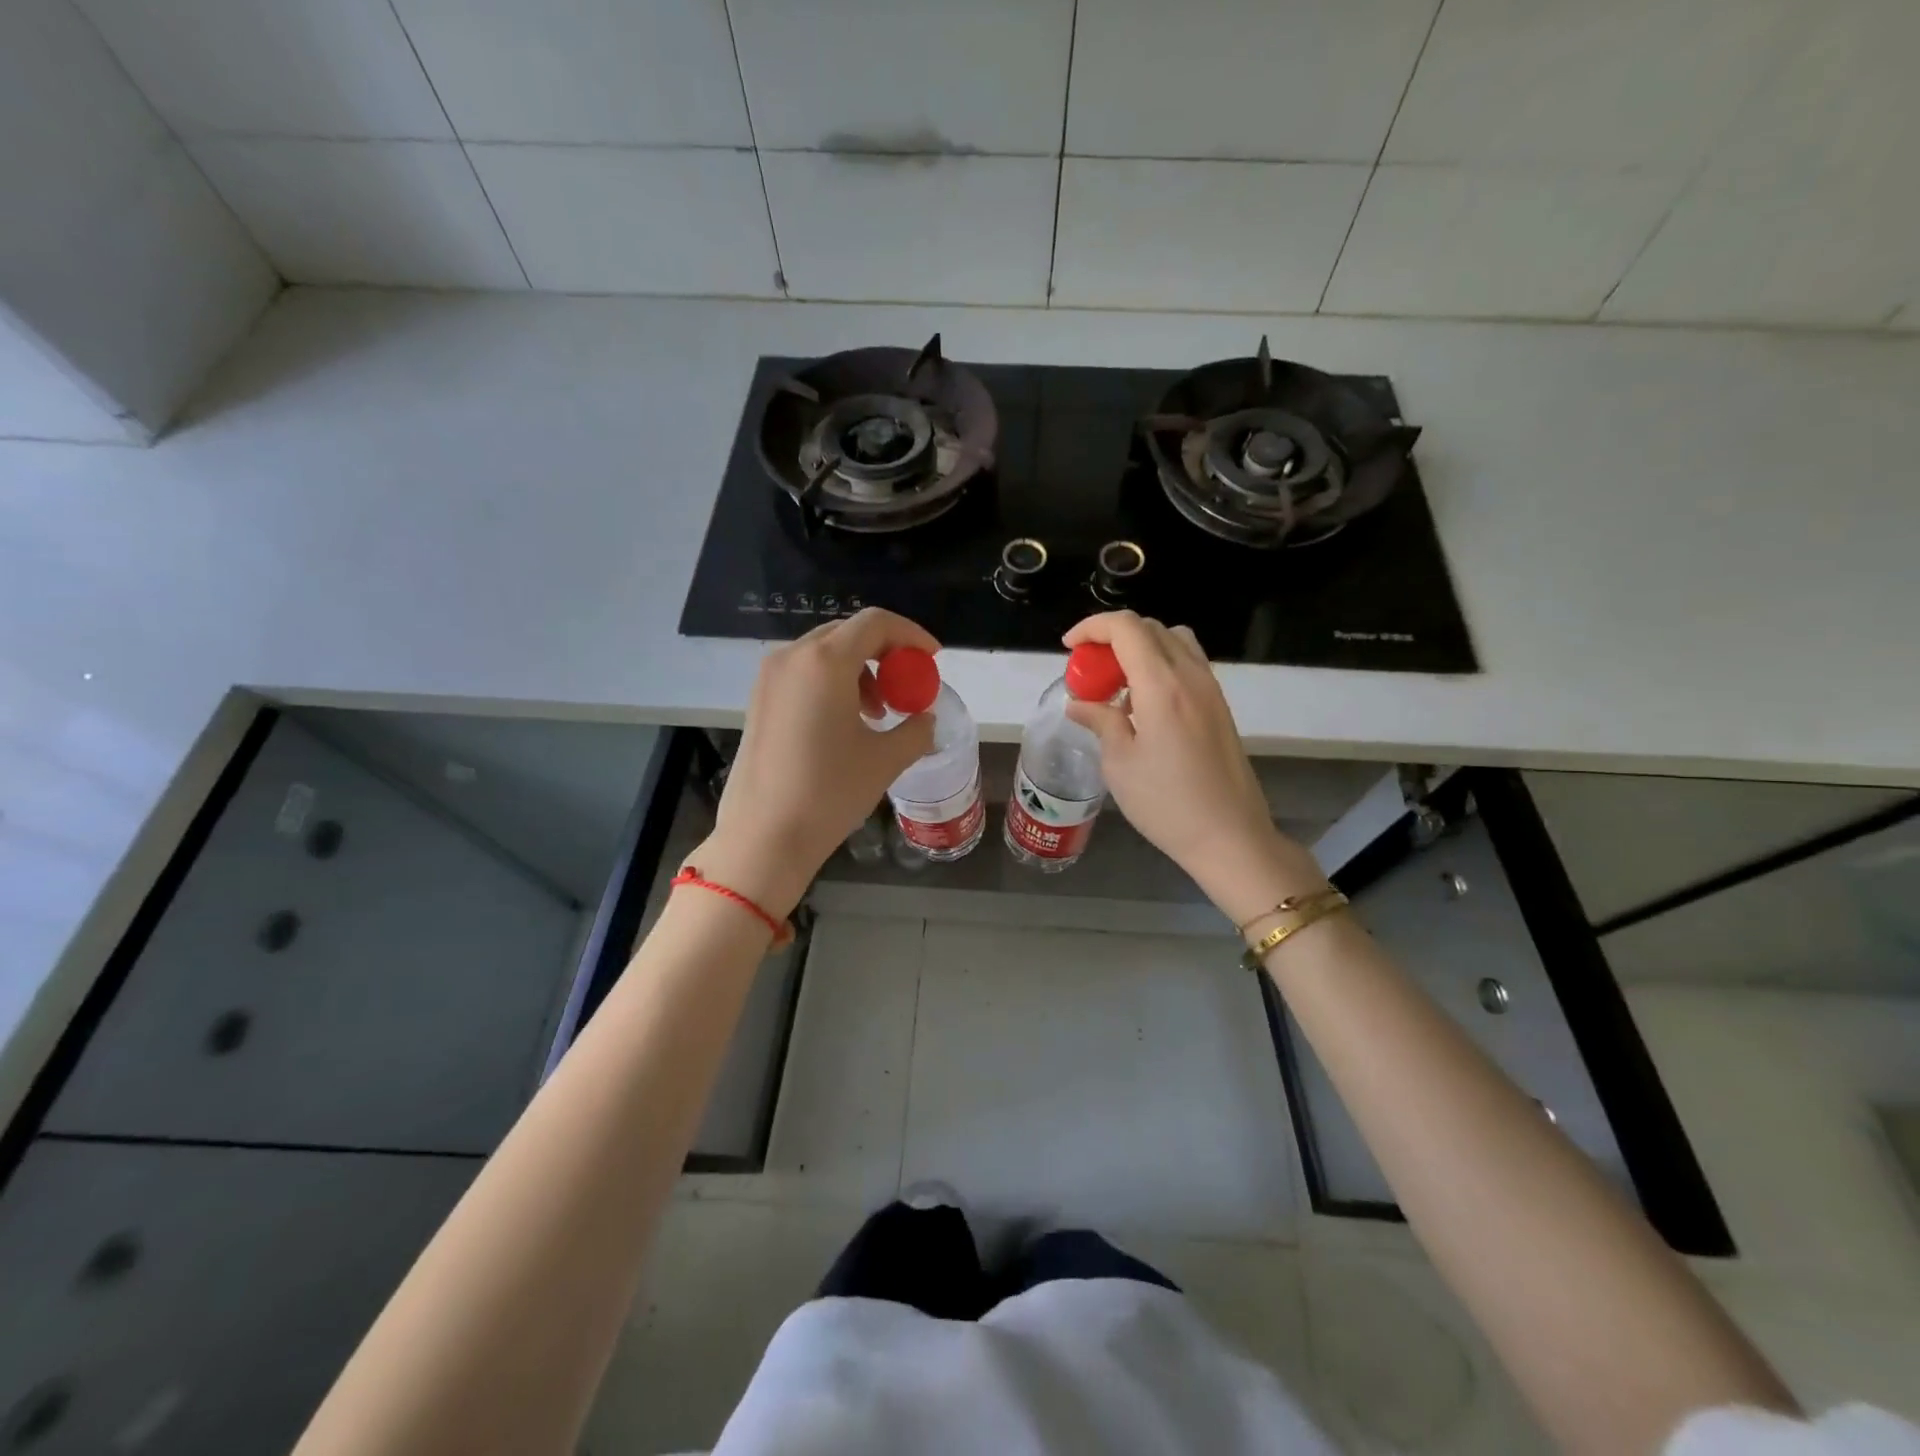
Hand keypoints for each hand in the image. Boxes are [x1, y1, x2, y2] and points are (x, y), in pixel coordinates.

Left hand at [695, 608, 937, 917]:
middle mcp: (792, 657)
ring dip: (860, 671)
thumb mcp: (885, 760)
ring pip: (824, 654)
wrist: (764, 836)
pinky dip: (832, 684)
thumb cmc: (829, 792)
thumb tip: (925, 719)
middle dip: (885, 654)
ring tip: (878, 714)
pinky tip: (845, 722)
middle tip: (907, 686)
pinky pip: (803, 673)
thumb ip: (916, 730)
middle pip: (848, 633)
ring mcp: (769, 677)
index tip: (932, 659)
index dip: (911, 635)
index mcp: (825, 662)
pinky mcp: (758, 699)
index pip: (876, 623)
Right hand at [1063, 612, 1327, 924]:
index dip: (1092, 627)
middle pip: (1150, 628)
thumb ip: (1100, 721)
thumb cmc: (1166, 803)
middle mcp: (1191, 675)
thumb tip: (1079, 704)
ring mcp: (1211, 689)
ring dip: (1140, 648)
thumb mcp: (1119, 764)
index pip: (1126, 628)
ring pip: (1173, 641)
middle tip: (1088, 670)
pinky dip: (1160, 665)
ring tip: (1117, 684)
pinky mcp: (1220, 706)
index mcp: (1162, 685)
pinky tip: (1144, 704)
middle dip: (1112, 638)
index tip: (1069, 648)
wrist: (1230, 837)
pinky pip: (1188, 664)